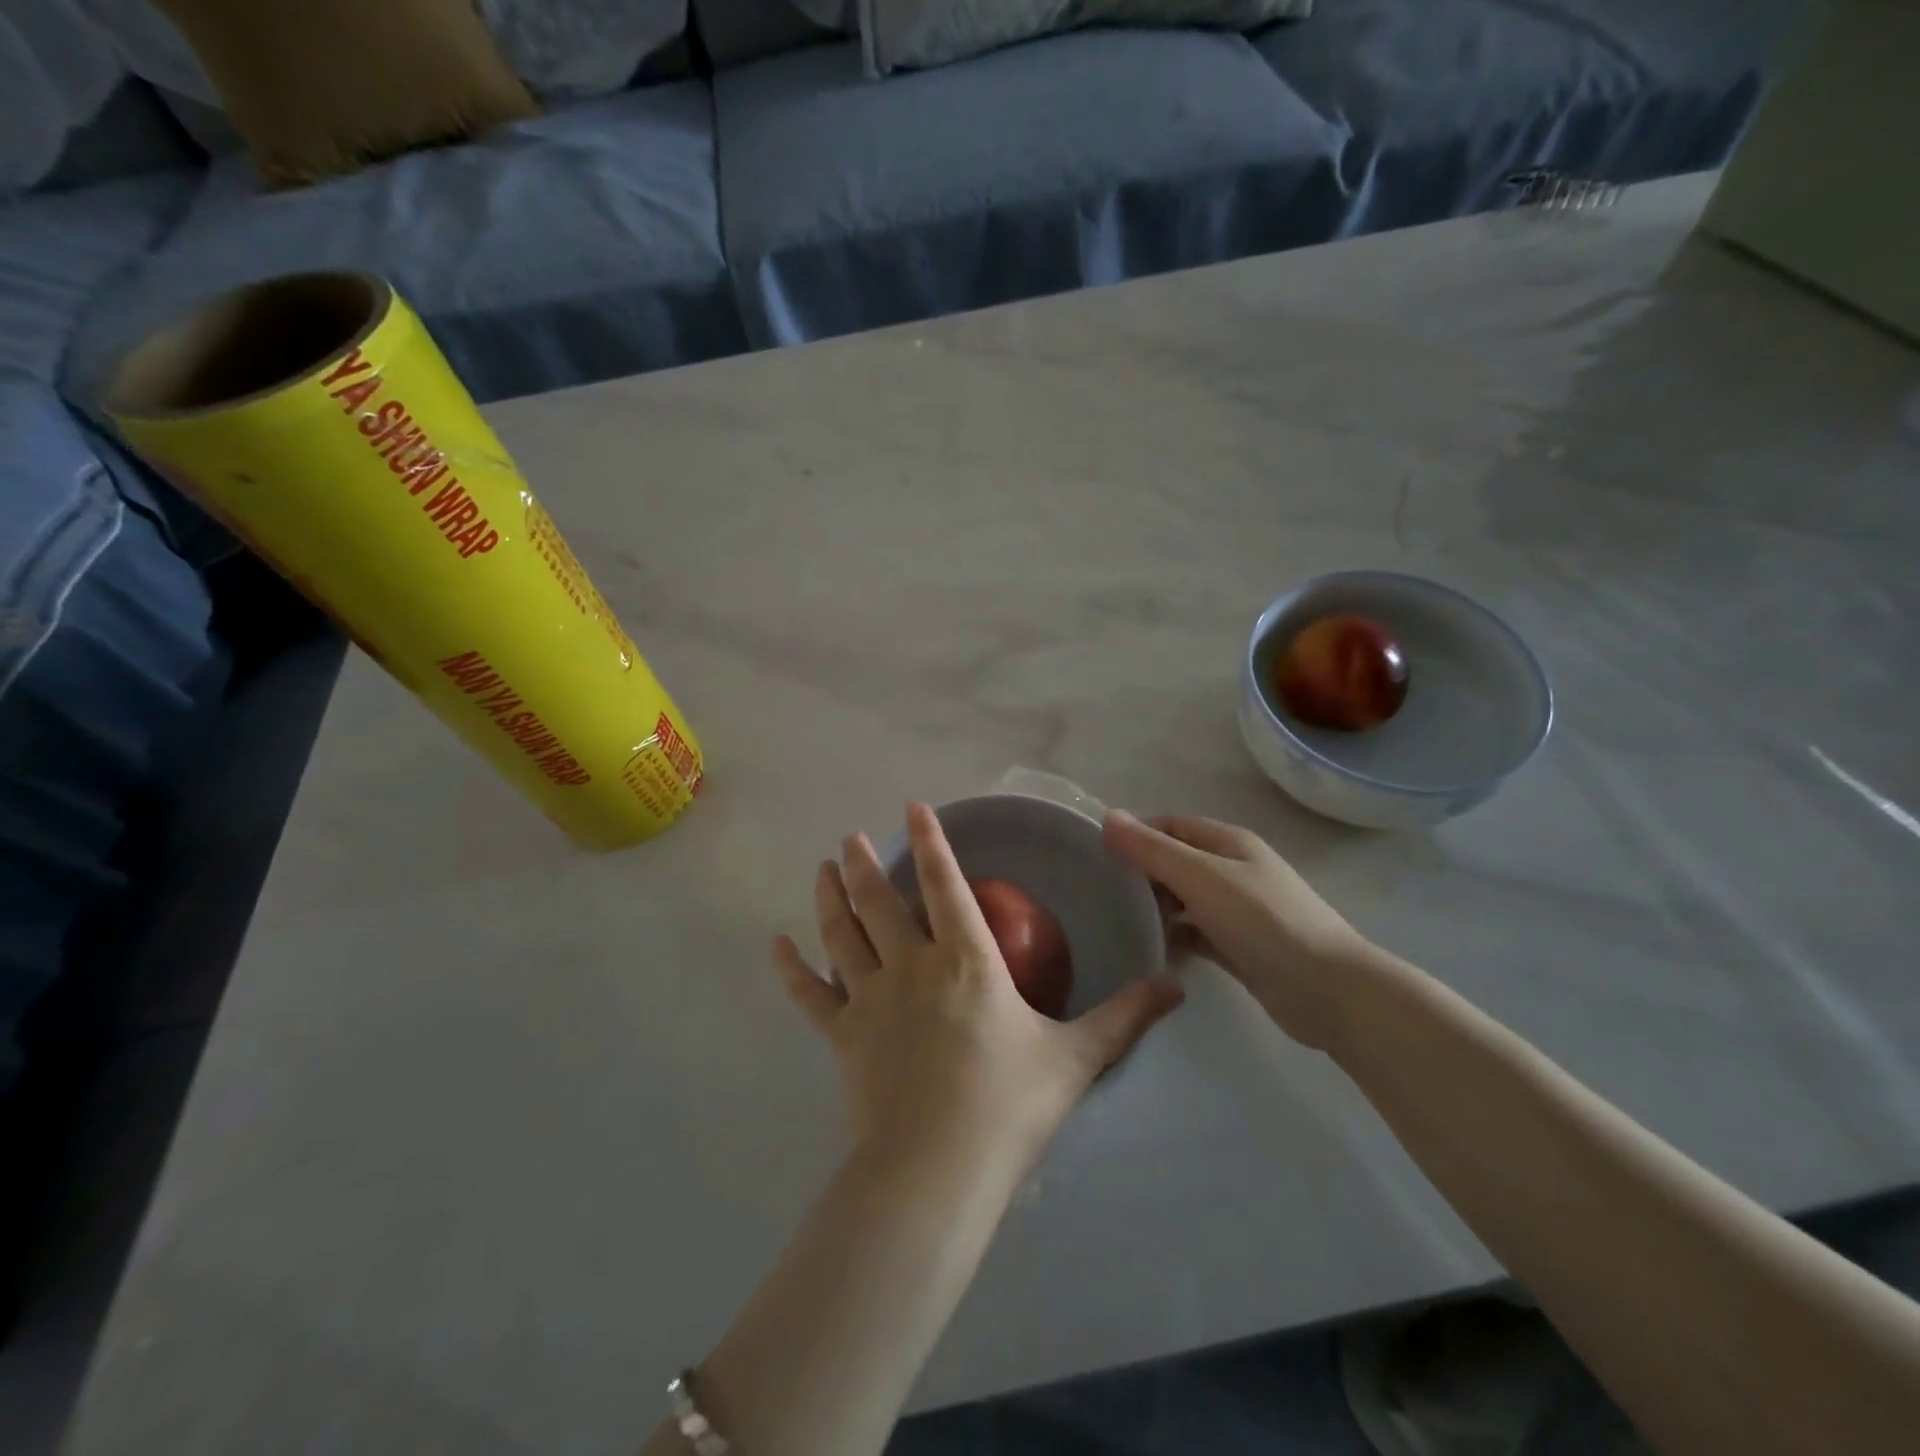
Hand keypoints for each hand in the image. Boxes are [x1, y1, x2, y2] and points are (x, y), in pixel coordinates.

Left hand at [775, 803, 1184, 1176]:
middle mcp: (912, 966)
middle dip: (864, 864)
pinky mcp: (842, 1037)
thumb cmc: (1007, 1108)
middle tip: (848, 836)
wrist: (936, 1172)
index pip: (946, 886)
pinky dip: (792, 970)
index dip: (930, 843)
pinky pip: (810, 995)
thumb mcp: (1076, 1060)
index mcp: (967, 962)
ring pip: (842, 935)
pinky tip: (776, 946)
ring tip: (820, 867)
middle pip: (881, 902)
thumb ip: (1125, 1017)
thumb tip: (1177, 985)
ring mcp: (870, 1000)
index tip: (912, 809)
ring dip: (830, 898)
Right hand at [1103, 811, 1379, 1050]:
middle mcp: (1233, 870)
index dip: (1136, 834)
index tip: (1097, 855)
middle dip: (1141, 872)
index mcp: (1228, 843)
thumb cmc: (1262, 921)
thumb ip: (1152, 849)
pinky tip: (1148, 950)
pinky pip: (1196, 934)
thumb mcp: (1201, 877)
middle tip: (1100, 893)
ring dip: (1155, 907)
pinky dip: (1174, 937)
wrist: (1328, 990)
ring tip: (1115, 921)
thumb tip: (1108, 817)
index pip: (1170, 825)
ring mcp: (1238, 911)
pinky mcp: (1239, 948)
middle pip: (1176, 861)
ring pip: (1184, 899)